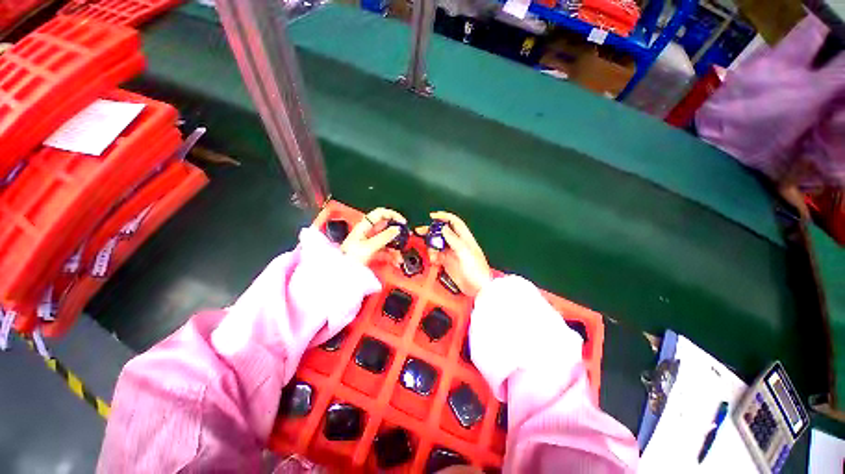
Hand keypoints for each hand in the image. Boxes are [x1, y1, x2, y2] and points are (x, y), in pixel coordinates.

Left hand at [341, 208, 405, 263]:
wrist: (341, 271)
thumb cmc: (349, 257)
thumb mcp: (369, 246)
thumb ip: (384, 237)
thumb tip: (396, 229)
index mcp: (364, 226)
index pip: (380, 213)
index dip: (392, 214)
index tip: (402, 222)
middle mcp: (367, 231)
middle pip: (386, 226)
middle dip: (396, 231)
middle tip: (405, 236)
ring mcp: (370, 240)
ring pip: (387, 239)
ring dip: (395, 246)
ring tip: (399, 254)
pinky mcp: (372, 249)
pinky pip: (385, 248)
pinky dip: (391, 253)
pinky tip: (395, 259)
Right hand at [420, 211, 491, 297]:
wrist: (477, 288)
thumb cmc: (477, 270)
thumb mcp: (465, 253)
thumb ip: (454, 240)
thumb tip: (444, 228)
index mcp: (465, 238)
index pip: (454, 222)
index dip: (444, 217)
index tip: (433, 216)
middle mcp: (458, 244)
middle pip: (443, 232)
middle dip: (432, 231)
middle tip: (421, 231)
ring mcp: (452, 253)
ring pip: (438, 244)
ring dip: (432, 247)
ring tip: (432, 254)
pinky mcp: (447, 262)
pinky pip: (436, 255)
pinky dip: (433, 256)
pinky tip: (434, 260)